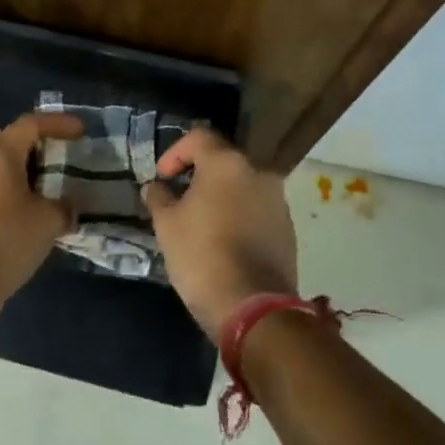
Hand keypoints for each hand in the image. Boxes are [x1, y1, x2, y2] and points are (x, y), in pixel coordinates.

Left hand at [0, 112, 81, 312]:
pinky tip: (32, 215)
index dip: (59, 123)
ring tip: (54, 188)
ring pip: (1, 169)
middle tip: (67, 157)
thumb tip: (67, 207)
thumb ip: (63, 207)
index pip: (32, 123)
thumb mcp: (48, 221)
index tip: (82, 131)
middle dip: (41, 147)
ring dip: (27, 174)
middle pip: (13, 142)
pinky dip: (14, 195)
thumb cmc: (6, 239)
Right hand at [144, 129, 298, 340]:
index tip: (162, 178)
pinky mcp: (288, 228)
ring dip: (221, 196)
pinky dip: (239, 216)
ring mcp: (277, 200)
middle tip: (179, 199)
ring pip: (242, 186)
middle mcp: (258, 172)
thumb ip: (158, 196)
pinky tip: (224, 241)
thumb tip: (156, 186)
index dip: (175, 153)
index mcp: (227, 163)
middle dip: (198, 175)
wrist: (253, 307)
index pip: (199, 137)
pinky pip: (257, 210)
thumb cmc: (202, 255)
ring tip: (201, 222)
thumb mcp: (166, 225)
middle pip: (223, 161)